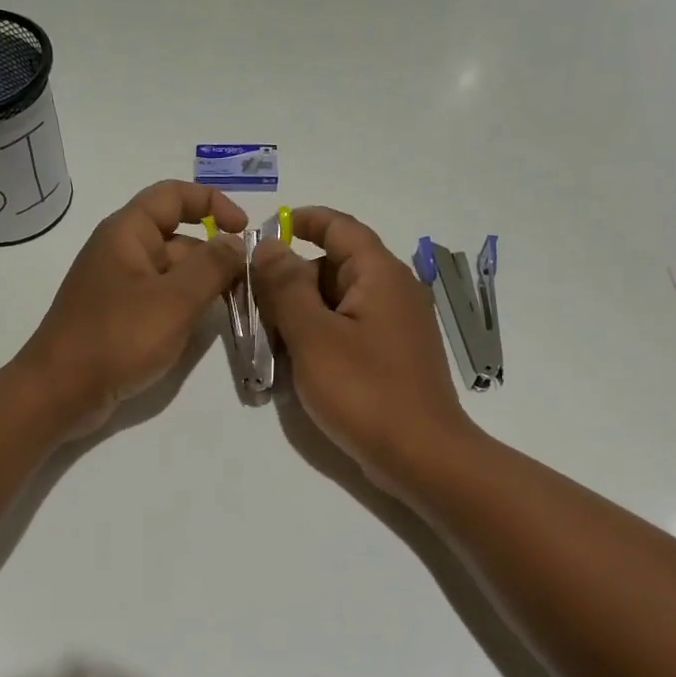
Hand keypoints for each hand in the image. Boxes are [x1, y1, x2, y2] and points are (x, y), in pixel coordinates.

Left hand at [14, 180, 247, 436]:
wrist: (60, 392)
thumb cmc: (117, 338)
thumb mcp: (174, 300)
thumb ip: (212, 266)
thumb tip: (236, 241)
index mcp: (127, 233)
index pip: (173, 195)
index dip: (212, 203)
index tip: (244, 230)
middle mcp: (121, 252)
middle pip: (177, 237)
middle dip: (214, 255)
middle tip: (251, 283)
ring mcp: (118, 288)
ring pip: (171, 274)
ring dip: (203, 285)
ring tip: (236, 307)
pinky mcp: (118, 319)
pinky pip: (159, 301)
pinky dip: (183, 308)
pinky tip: (202, 328)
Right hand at [253, 206, 478, 491]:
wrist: (421, 455)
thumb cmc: (365, 391)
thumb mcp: (313, 336)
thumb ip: (286, 287)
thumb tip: (268, 245)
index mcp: (380, 275)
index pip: (340, 228)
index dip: (304, 221)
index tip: (266, 229)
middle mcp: (394, 291)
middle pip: (336, 266)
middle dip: (292, 279)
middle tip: (254, 303)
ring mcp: (397, 326)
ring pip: (340, 302)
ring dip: (303, 312)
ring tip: (269, 338)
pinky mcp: (393, 356)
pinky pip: (351, 329)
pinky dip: (321, 335)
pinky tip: (298, 362)